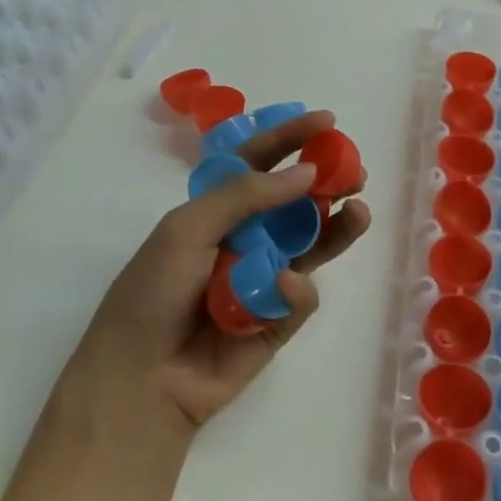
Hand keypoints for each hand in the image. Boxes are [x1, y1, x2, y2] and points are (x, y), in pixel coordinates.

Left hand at [63, 110, 370, 436]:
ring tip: (359, 211)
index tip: (327, 122)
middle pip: (296, 202)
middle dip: (327, 183)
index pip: (259, 163)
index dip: (290, 139)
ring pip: (312, 245)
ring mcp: (264, 279)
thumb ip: (245, 195)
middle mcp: (245, 238)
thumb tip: (306, 172)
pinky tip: (285, 286)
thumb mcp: (187, 228)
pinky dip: (297, 289)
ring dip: (336, 227)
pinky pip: (301, 295)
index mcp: (217, 210)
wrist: (141, 378)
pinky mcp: (278, 320)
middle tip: (355, 173)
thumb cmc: (154, 291)